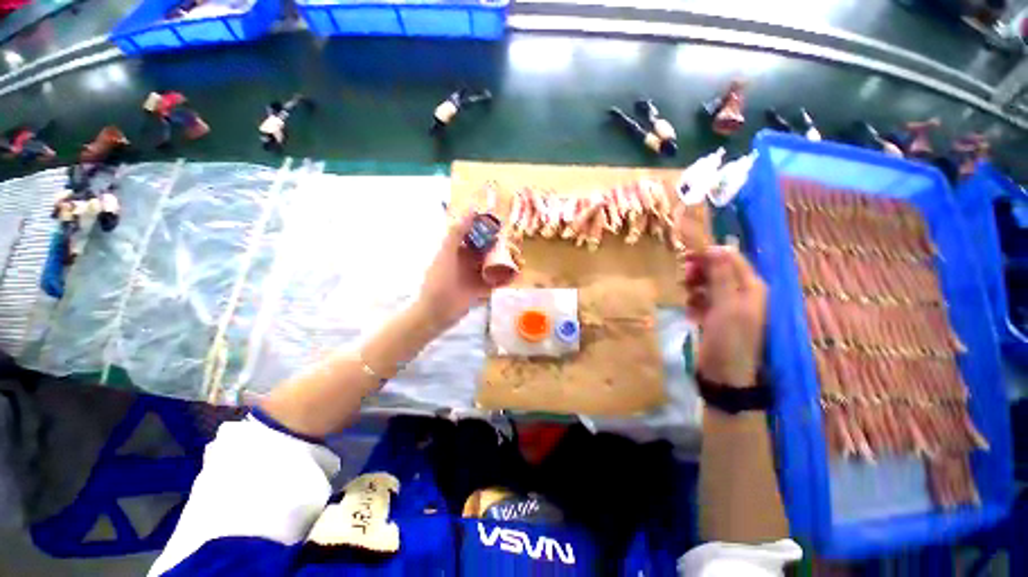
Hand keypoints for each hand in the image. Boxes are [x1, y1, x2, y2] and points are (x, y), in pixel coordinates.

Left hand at [417, 211, 514, 327]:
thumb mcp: (446, 254)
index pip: (480, 236)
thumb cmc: (438, 281)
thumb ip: (457, 232)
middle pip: (491, 250)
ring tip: (520, 262)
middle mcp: (470, 260)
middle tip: (517, 248)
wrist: (436, 312)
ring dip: (509, 262)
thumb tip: (472, 209)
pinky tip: (517, 275)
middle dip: (505, 247)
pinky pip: (498, 280)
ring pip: (497, 264)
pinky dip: (508, 277)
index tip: (506, 229)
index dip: (493, 231)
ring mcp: (477, 275)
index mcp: (460, 249)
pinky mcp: (483, 289)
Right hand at [680, 246, 766, 386]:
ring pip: (706, 283)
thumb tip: (718, 246)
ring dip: (694, 287)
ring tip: (687, 298)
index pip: (730, 257)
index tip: (685, 257)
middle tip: (684, 279)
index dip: (709, 254)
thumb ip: (722, 276)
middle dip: (699, 272)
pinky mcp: (714, 314)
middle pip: (717, 269)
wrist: (723, 373)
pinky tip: (690, 312)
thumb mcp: (726, 305)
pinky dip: (693, 301)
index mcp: (751, 286)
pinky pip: (701, 298)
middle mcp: (741, 291)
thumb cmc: (728, 338)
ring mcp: (727, 303)